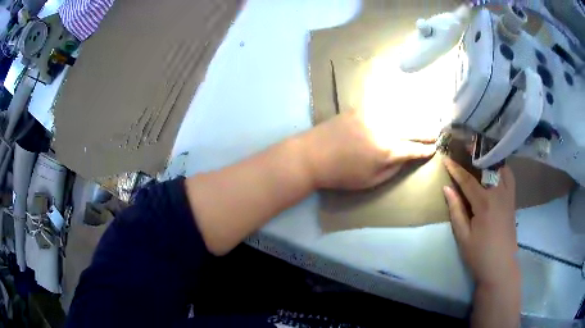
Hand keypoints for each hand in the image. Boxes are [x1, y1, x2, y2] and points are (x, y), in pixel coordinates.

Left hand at [301, 110, 435, 189]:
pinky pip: (383, 104)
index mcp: (387, 150)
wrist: (312, 156)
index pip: (413, 149)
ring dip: (416, 117)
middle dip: (426, 132)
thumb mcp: (371, 181)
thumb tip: (406, 157)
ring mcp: (371, 115)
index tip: (434, 149)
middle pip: (412, 128)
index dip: (425, 150)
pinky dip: (397, 105)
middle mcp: (384, 129)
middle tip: (436, 133)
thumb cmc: (341, 174)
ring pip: (401, 113)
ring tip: (426, 119)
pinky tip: (404, 105)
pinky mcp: (360, 108)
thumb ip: (393, 169)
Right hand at [442, 158, 519, 287]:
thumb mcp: (463, 236)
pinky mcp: (513, 200)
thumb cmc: (479, 255)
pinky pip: (509, 177)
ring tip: (482, 154)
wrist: (501, 267)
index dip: (455, 169)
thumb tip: (447, 188)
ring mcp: (508, 196)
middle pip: (488, 167)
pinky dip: (502, 168)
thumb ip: (456, 210)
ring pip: (502, 168)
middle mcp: (499, 193)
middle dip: (476, 154)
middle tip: (466, 145)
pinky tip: (496, 170)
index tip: (445, 158)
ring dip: (491, 158)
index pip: (467, 180)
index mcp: (484, 203)